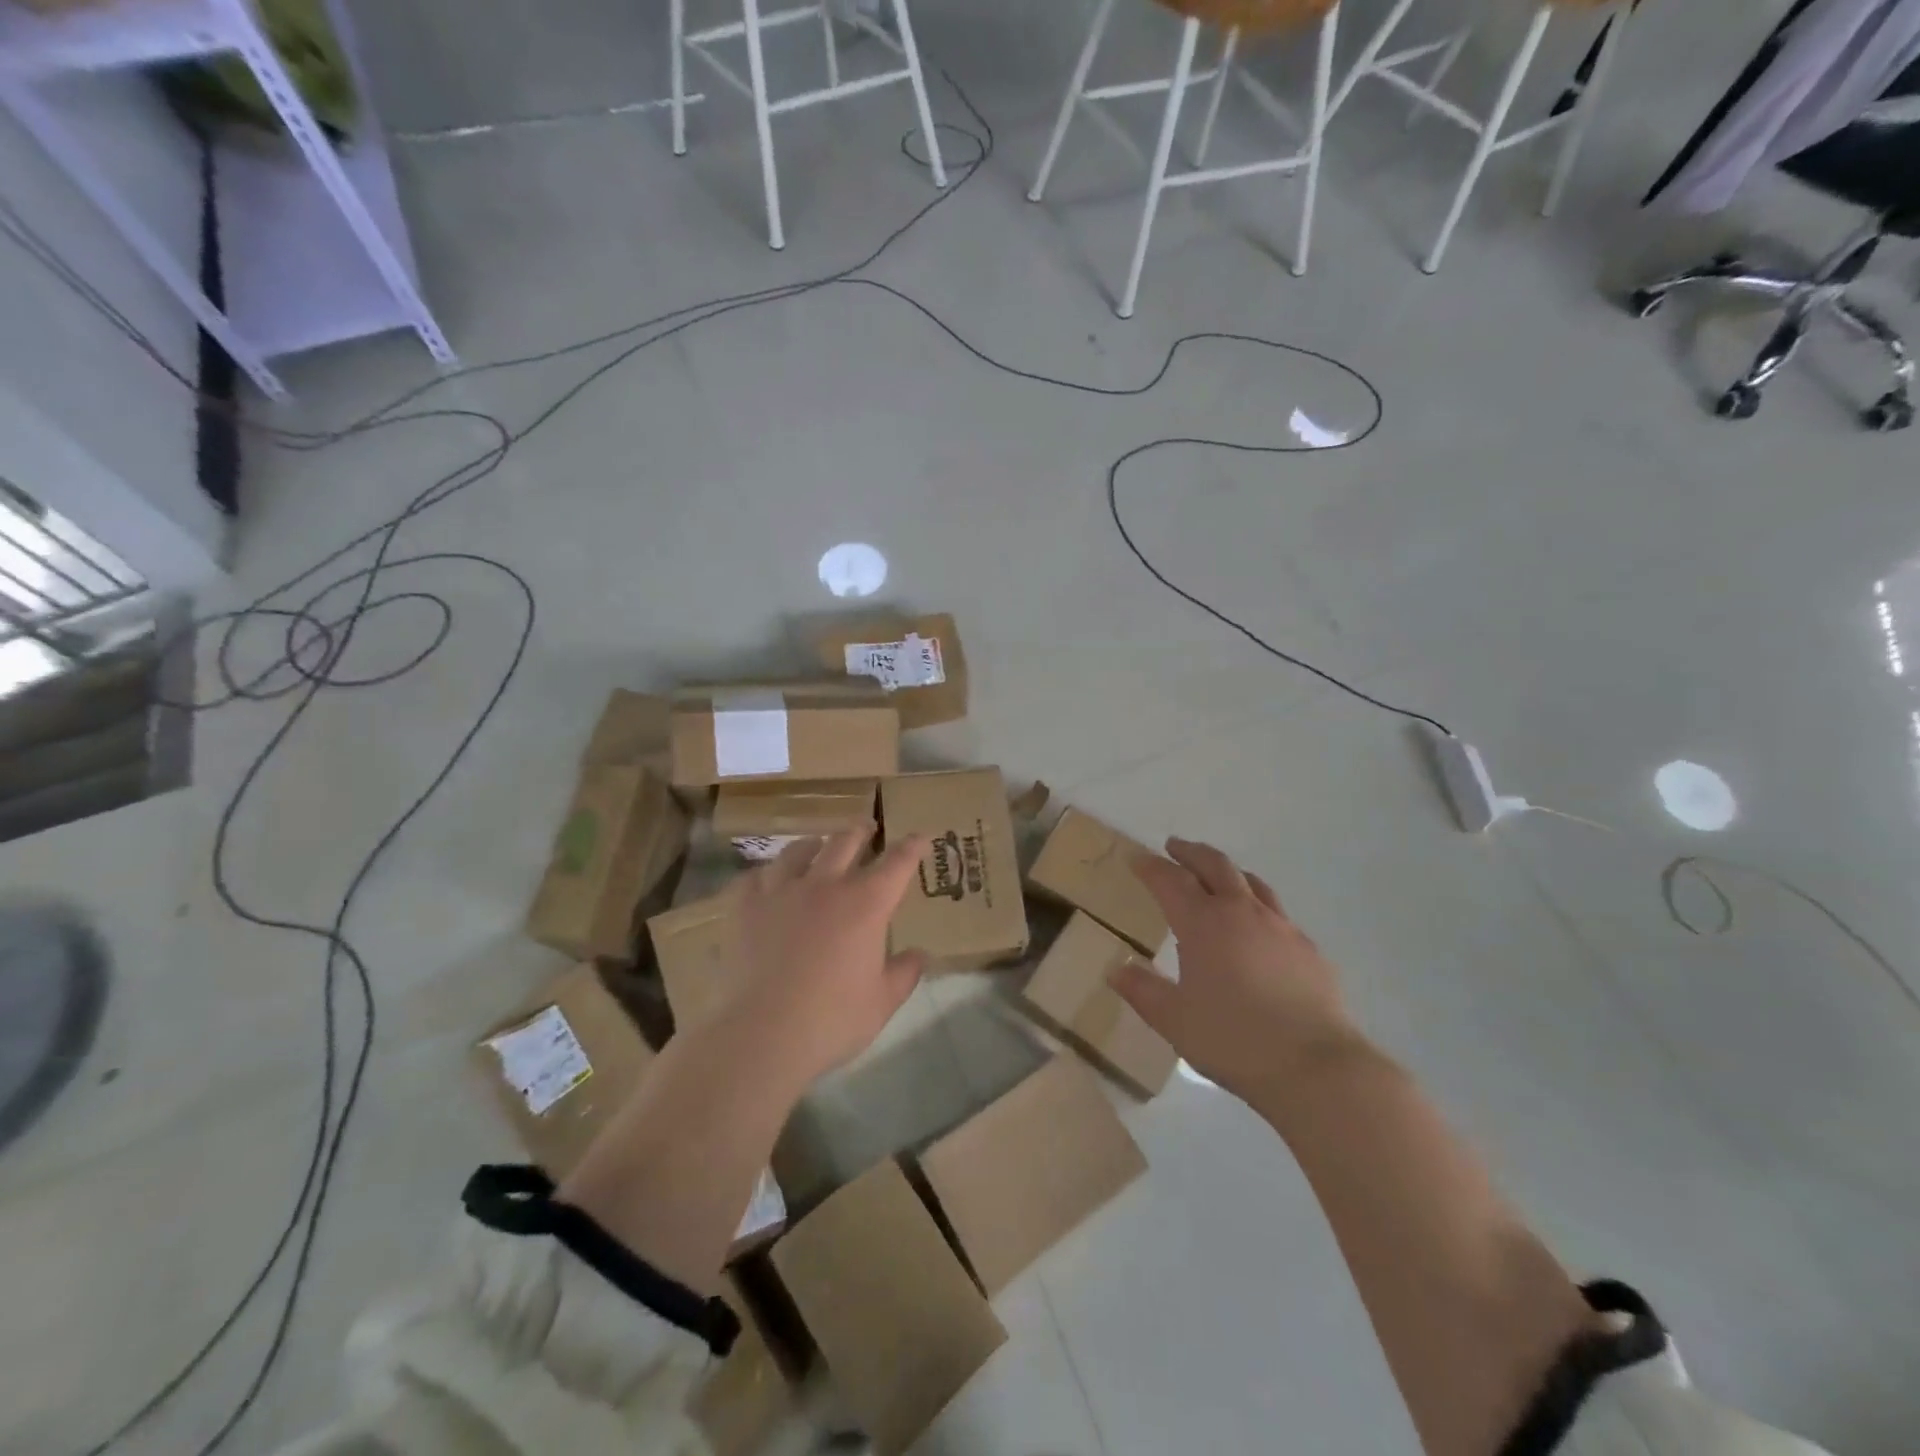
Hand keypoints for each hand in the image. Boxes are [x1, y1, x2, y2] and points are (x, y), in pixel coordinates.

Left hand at [726, 827, 927, 1085]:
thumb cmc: (831, 1019)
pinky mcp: (744, 906)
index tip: (919, 836)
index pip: (897, 863)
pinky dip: (768, 874)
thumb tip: (919, 955)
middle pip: (845, 842)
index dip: (911, 846)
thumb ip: (905, 973)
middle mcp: (825, 885)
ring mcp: (781, 891)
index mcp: (866, 904)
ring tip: (816, 847)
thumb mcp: (882, 1002)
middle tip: (867, 829)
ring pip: (798, 851)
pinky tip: (768, 882)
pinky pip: (756, 876)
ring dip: (814, 845)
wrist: (761, 1034)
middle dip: (861, 832)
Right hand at [1108, 837, 1364, 1101]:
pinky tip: (1258, 926)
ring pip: (1251, 882)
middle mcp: (1241, 913)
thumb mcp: (1173, 1020)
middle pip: (1214, 865)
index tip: (1136, 858)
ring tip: (1217, 875)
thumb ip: (1142, 991)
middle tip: (1174, 847)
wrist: (1315, 1066)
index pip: (1170, 881)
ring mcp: (1280, 927)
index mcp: (1203, 924)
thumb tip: (1116, 970)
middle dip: (1190, 852)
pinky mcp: (1308, 948)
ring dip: (1227, 871)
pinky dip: (1257, 904)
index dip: (1150, 867)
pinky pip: (1277, 911)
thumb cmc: (1233, 1039)